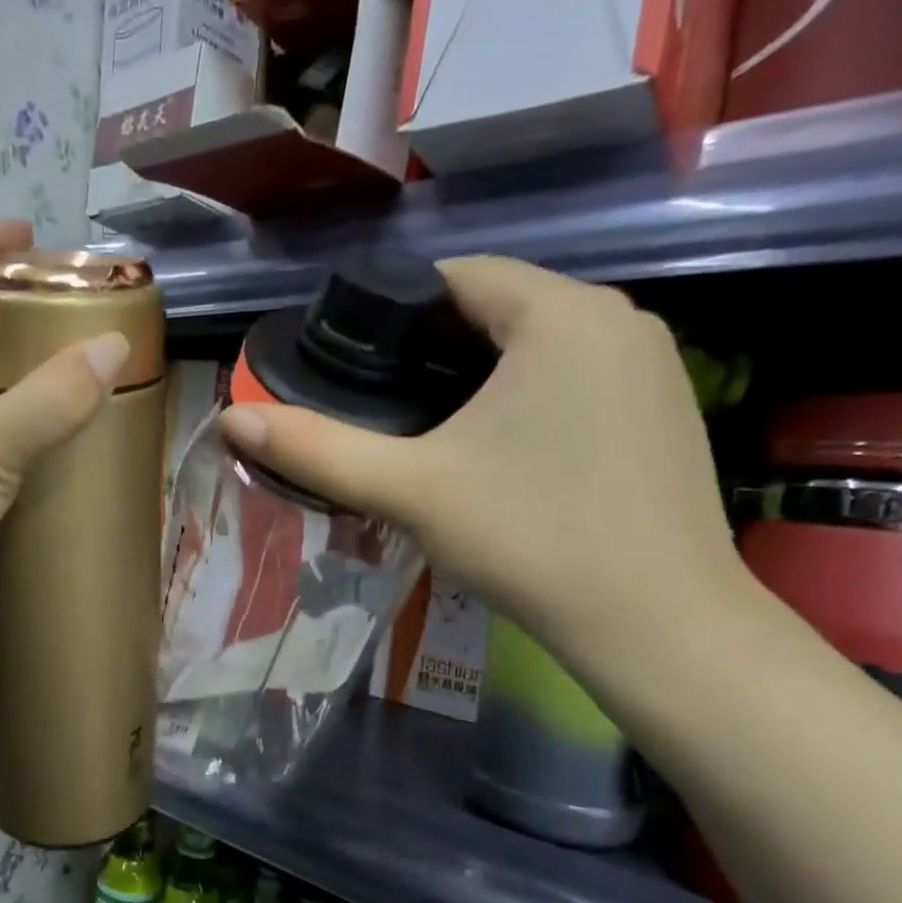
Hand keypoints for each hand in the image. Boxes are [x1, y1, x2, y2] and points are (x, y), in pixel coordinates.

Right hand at [218, 257, 747, 668]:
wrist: (657, 624)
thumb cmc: (531, 537)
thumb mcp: (410, 489)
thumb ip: (319, 449)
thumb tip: (233, 418)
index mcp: (561, 312)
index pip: (457, 277)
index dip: (394, 313)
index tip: (354, 365)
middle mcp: (619, 319)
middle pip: (500, 310)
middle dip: (435, 350)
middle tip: (383, 409)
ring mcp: (654, 367)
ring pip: (542, 348)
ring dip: (484, 377)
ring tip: (433, 434)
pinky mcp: (668, 414)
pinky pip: (579, 381)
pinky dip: (533, 401)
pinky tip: (506, 458)